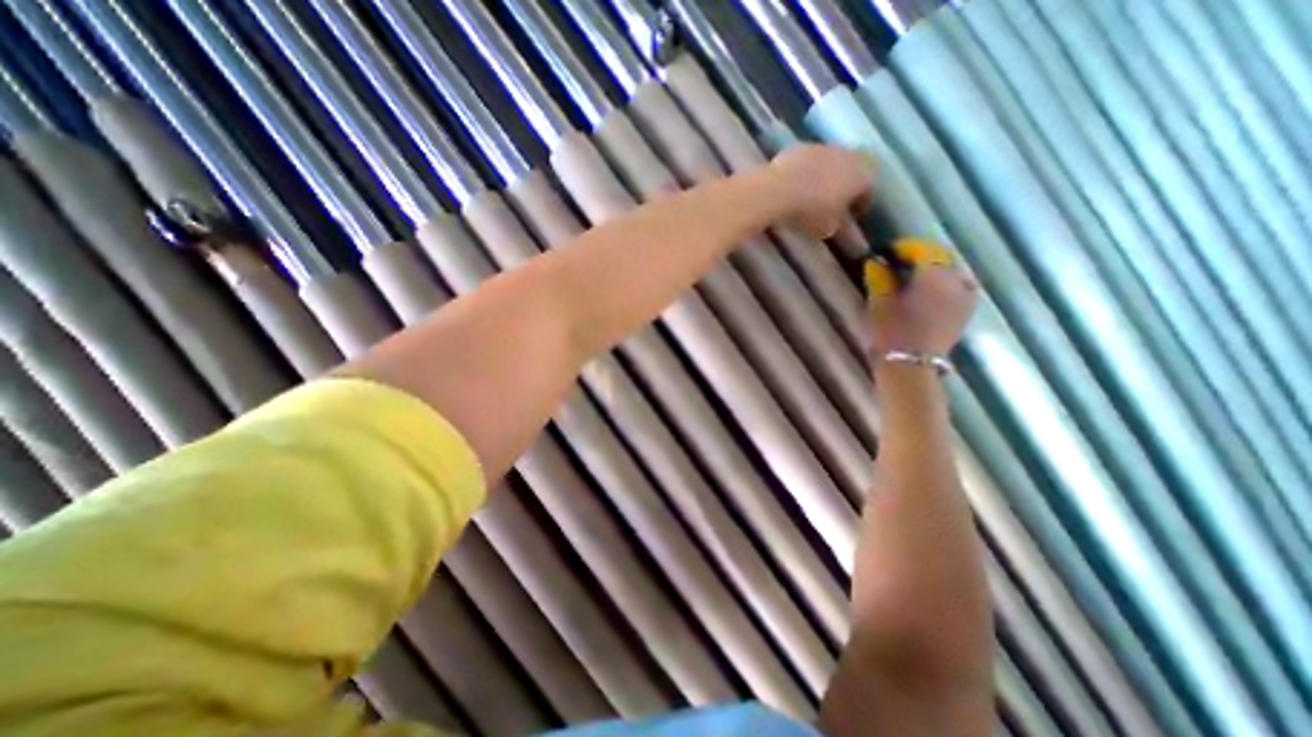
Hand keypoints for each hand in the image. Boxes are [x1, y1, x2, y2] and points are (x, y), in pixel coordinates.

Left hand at [764, 141, 873, 236]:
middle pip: (851, 171)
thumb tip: (839, 225)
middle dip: (845, 186)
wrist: (779, 189)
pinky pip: (809, 161)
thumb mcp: (828, 228)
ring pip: (831, 162)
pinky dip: (806, 172)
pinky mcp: (801, 146)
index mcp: (863, 175)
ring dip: (825, 176)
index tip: (852, 216)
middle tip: (835, 202)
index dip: (860, 204)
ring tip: (813, 194)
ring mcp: (824, 147)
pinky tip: (795, 186)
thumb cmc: (811, 211)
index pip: (868, 190)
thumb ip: (839, 225)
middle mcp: (849, 155)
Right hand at [868, 257, 973, 356]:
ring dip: (935, 270)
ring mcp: (965, 297)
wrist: (911, 364)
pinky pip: (959, 288)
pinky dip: (945, 284)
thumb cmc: (892, 330)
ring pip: (953, 273)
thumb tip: (877, 261)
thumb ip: (880, 277)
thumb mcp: (880, 301)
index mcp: (935, 275)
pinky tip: (929, 293)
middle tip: (899, 264)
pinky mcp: (965, 312)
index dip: (905, 247)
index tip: (888, 252)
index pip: (923, 249)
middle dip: (921, 257)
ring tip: (915, 278)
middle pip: (941, 258)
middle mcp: (957, 281)